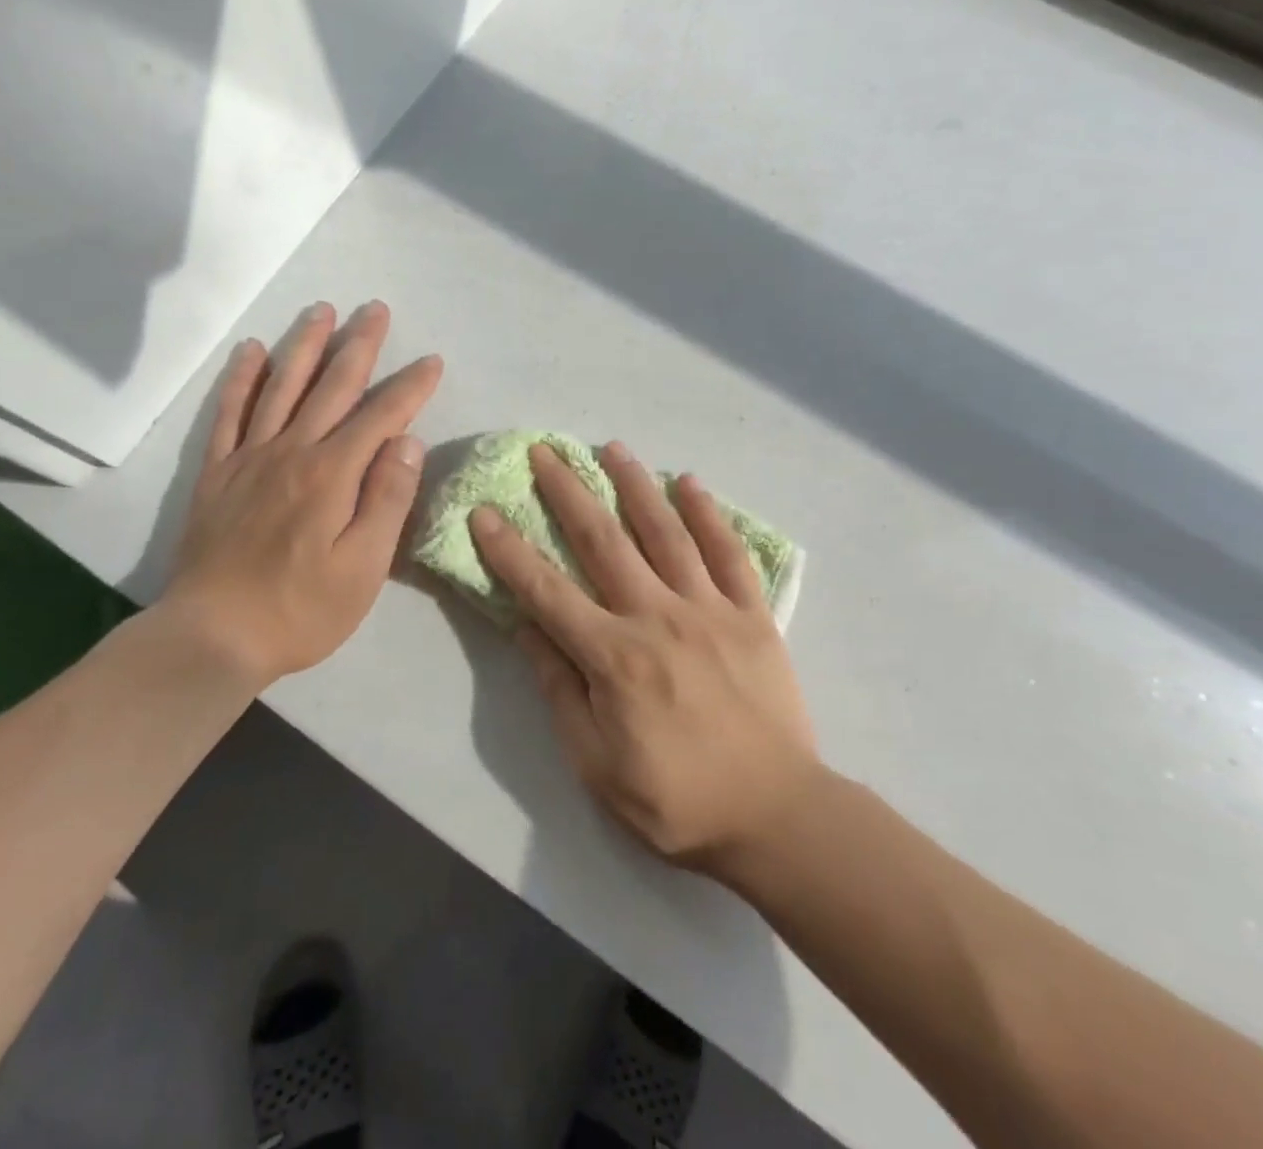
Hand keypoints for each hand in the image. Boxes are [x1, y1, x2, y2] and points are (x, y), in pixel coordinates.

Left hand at [157, 300, 442, 690]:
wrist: (213, 635)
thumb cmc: (302, 609)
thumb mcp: (364, 567)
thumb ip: (387, 499)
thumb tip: (407, 441)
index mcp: (333, 474)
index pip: (381, 416)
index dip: (410, 387)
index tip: (432, 362)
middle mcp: (292, 451)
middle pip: (332, 386)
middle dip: (359, 345)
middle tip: (376, 309)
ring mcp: (250, 457)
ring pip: (282, 386)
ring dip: (305, 345)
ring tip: (322, 310)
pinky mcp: (218, 472)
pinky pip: (229, 412)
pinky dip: (242, 378)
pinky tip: (253, 351)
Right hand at [470, 442, 822, 876]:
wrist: (777, 816)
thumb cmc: (677, 799)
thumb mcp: (596, 765)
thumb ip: (559, 691)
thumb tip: (528, 628)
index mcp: (613, 657)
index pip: (546, 591)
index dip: (509, 550)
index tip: (484, 511)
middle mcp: (657, 617)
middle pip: (603, 541)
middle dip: (568, 492)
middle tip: (545, 451)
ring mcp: (709, 609)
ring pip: (665, 532)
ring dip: (634, 485)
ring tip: (611, 447)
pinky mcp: (752, 614)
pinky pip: (728, 553)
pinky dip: (708, 514)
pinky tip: (689, 482)